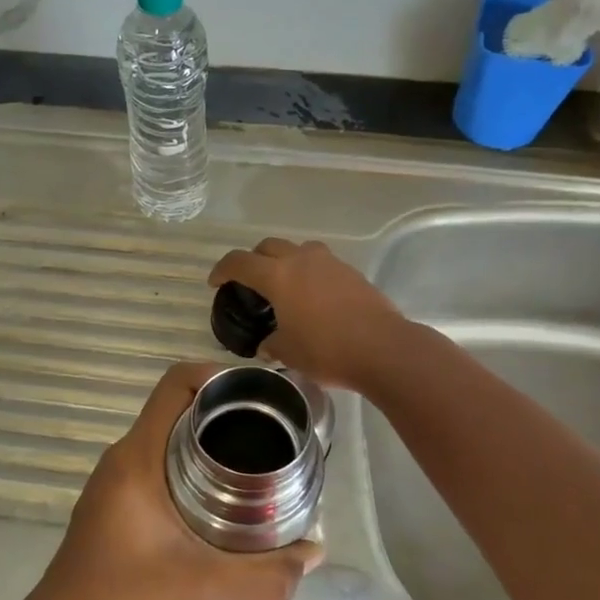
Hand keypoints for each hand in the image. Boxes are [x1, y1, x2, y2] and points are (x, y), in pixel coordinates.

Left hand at [23, 362, 323, 599]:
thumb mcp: (205, 590)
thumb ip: (265, 574)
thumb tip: (313, 552)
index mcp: (138, 458)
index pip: (174, 384)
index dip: (217, 375)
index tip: (258, 394)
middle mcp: (123, 458)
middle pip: (176, 409)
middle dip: (223, 412)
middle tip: (270, 432)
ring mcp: (114, 482)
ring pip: (166, 439)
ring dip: (206, 442)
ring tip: (253, 464)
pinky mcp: (113, 504)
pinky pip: (157, 465)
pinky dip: (189, 467)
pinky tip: (219, 501)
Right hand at [208, 238, 404, 389]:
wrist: (383, 349)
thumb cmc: (327, 350)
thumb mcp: (288, 352)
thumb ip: (271, 343)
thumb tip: (267, 343)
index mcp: (277, 276)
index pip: (239, 262)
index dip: (222, 270)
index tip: (216, 282)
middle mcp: (301, 260)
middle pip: (268, 246)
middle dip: (253, 260)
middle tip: (249, 282)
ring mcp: (329, 263)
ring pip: (298, 249)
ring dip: (285, 260)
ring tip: (284, 284)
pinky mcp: (351, 272)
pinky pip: (321, 263)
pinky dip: (309, 272)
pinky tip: (313, 296)